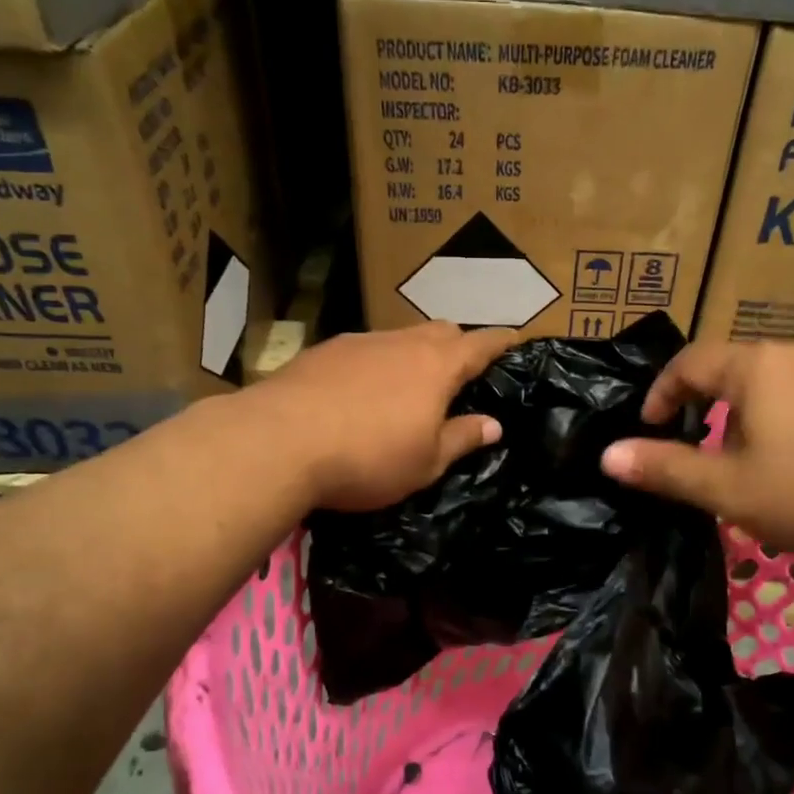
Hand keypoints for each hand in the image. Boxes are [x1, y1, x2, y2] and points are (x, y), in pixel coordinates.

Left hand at [256, 322, 518, 510]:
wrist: (279, 441)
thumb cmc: (368, 457)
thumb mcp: (426, 462)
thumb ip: (462, 439)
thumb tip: (494, 425)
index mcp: (437, 366)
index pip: (481, 343)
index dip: (501, 342)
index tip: (514, 340)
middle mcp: (401, 342)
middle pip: (441, 331)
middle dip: (458, 345)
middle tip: (461, 373)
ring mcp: (359, 342)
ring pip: (400, 338)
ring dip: (413, 354)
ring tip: (409, 385)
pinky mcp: (323, 351)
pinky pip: (364, 349)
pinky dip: (376, 363)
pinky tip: (361, 391)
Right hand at [599, 339, 793, 563]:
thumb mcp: (730, 491)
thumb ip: (666, 470)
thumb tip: (607, 455)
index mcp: (756, 366)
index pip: (690, 362)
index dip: (661, 393)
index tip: (649, 427)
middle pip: (738, 373)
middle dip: (713, 412)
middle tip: (710, 459)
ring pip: (784, 386)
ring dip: (760, 419)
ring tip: (766, 468)